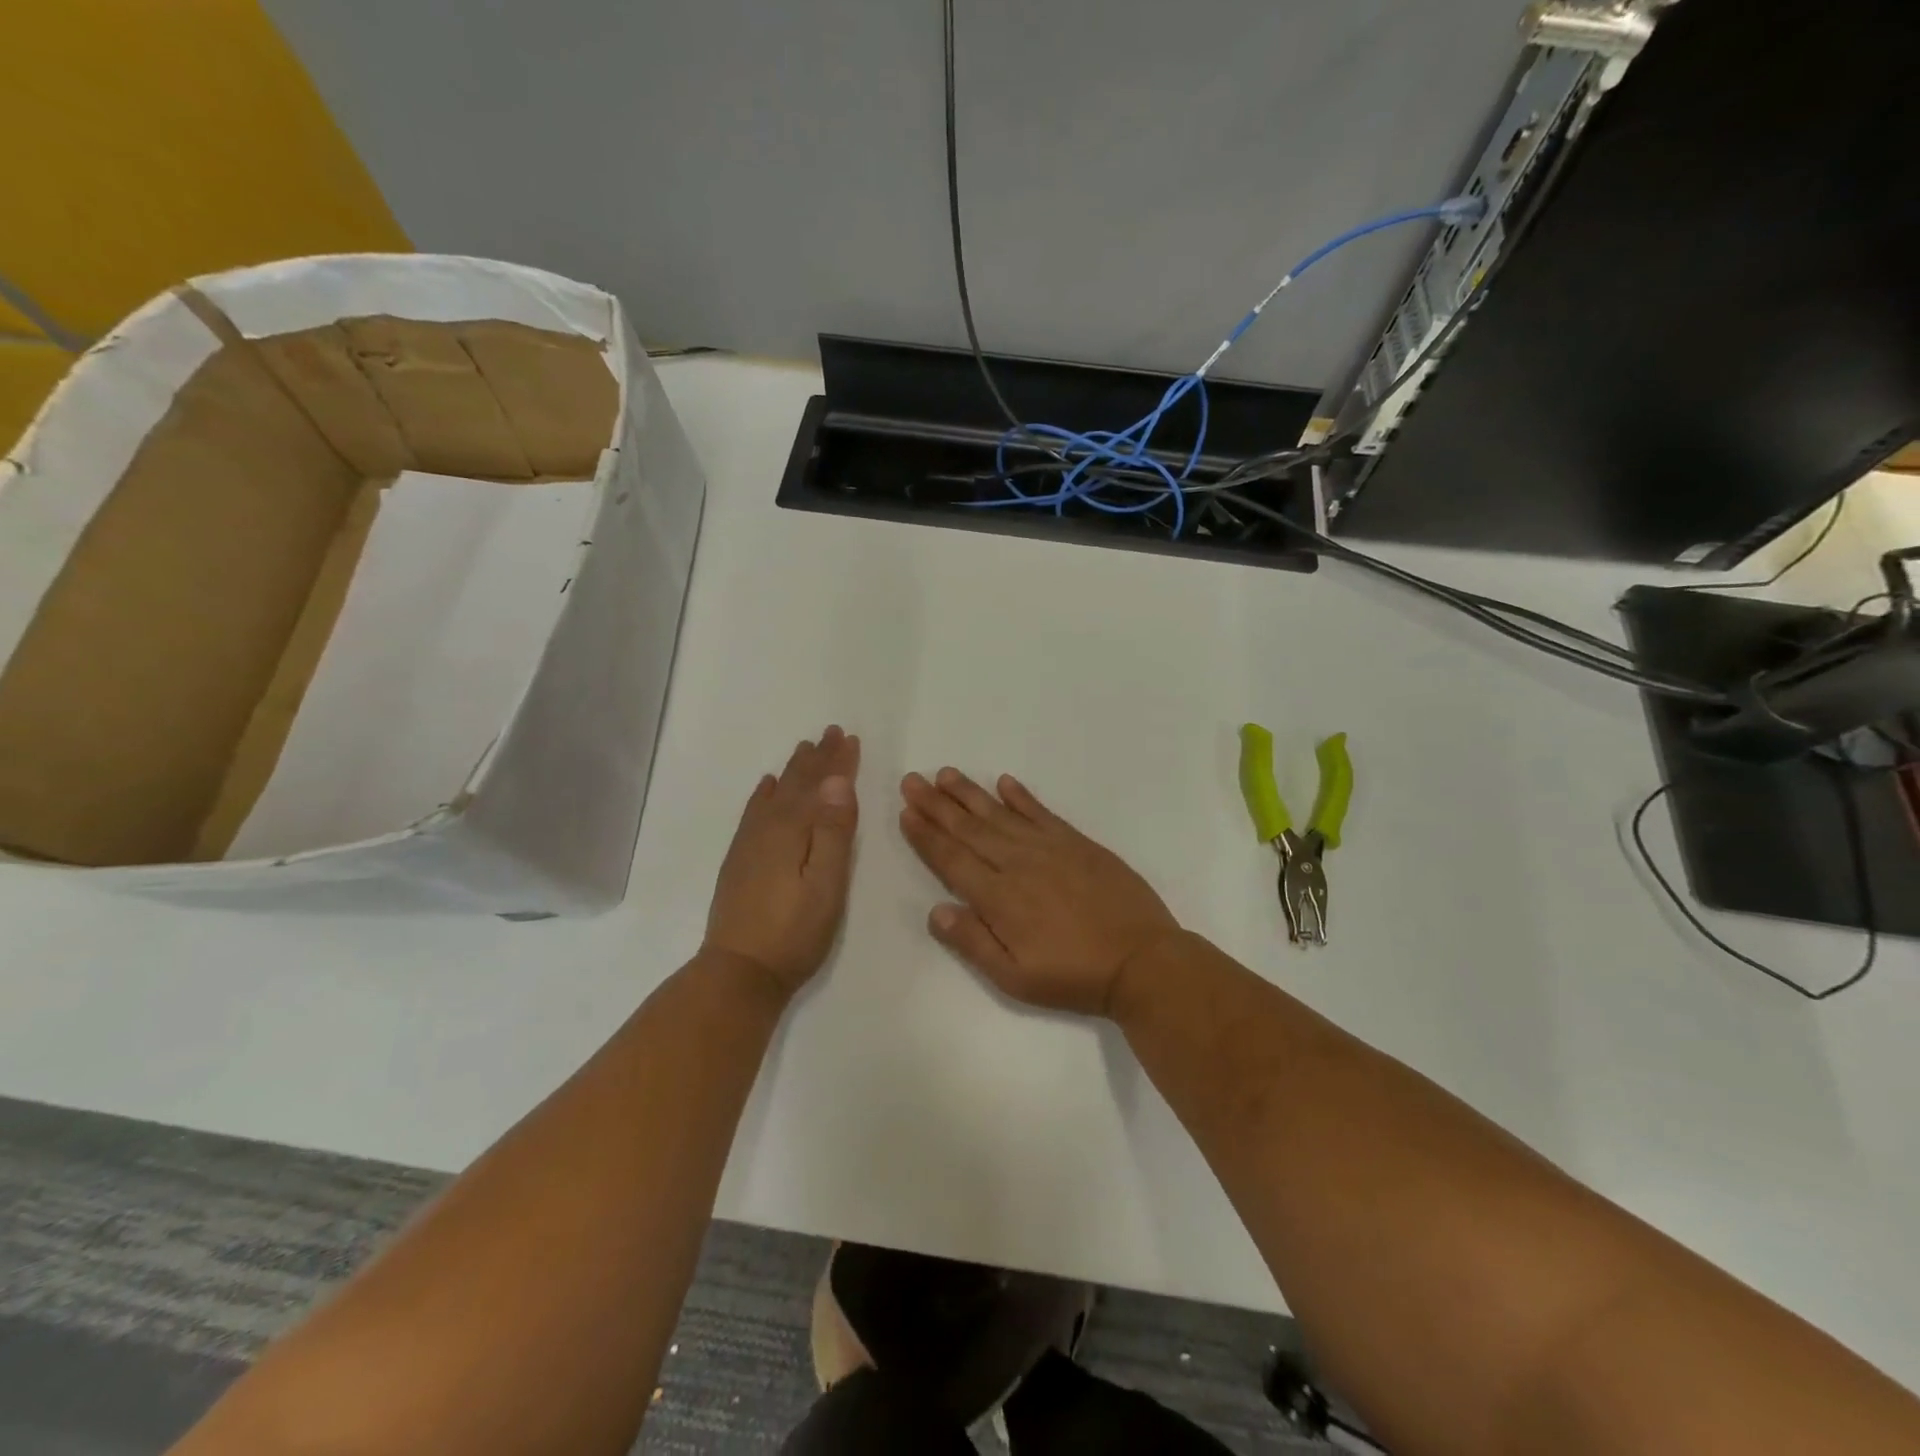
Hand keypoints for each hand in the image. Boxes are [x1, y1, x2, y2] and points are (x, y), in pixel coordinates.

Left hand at [704, 726, 860, 996]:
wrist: (739, 972)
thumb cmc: (794, 932)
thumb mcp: (826, 884)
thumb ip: (833, 832)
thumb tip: (838, 781)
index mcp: (794, 831)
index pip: (821, 786)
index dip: (837, 762)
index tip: (849, 737)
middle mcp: (769, 828)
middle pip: (796, 784)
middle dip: (817, 758)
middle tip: (830, 732)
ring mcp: (750, 843)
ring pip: (775, 793)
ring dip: (793, 770)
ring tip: (804, 749)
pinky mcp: (740, 859)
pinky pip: (753, 812)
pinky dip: (764, 794)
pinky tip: (767, 787)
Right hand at [898, 768, 1179, 1016]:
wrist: (1142, 961)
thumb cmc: (1074, 976)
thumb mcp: (1016, 977)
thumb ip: (973, 942)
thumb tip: (935, 910)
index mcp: (999, 898)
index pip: (952, 859)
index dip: (927, 836)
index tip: (906, 812)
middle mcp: (1018, 863)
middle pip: (969, 829)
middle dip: (937, 805)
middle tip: (913, 781)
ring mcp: (1050, 848)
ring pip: (1000, 814)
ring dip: (970, 794)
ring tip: (946, 774)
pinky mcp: (1077, 842)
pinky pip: (1041, 812)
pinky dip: (1021, 796)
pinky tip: (1005, 782)